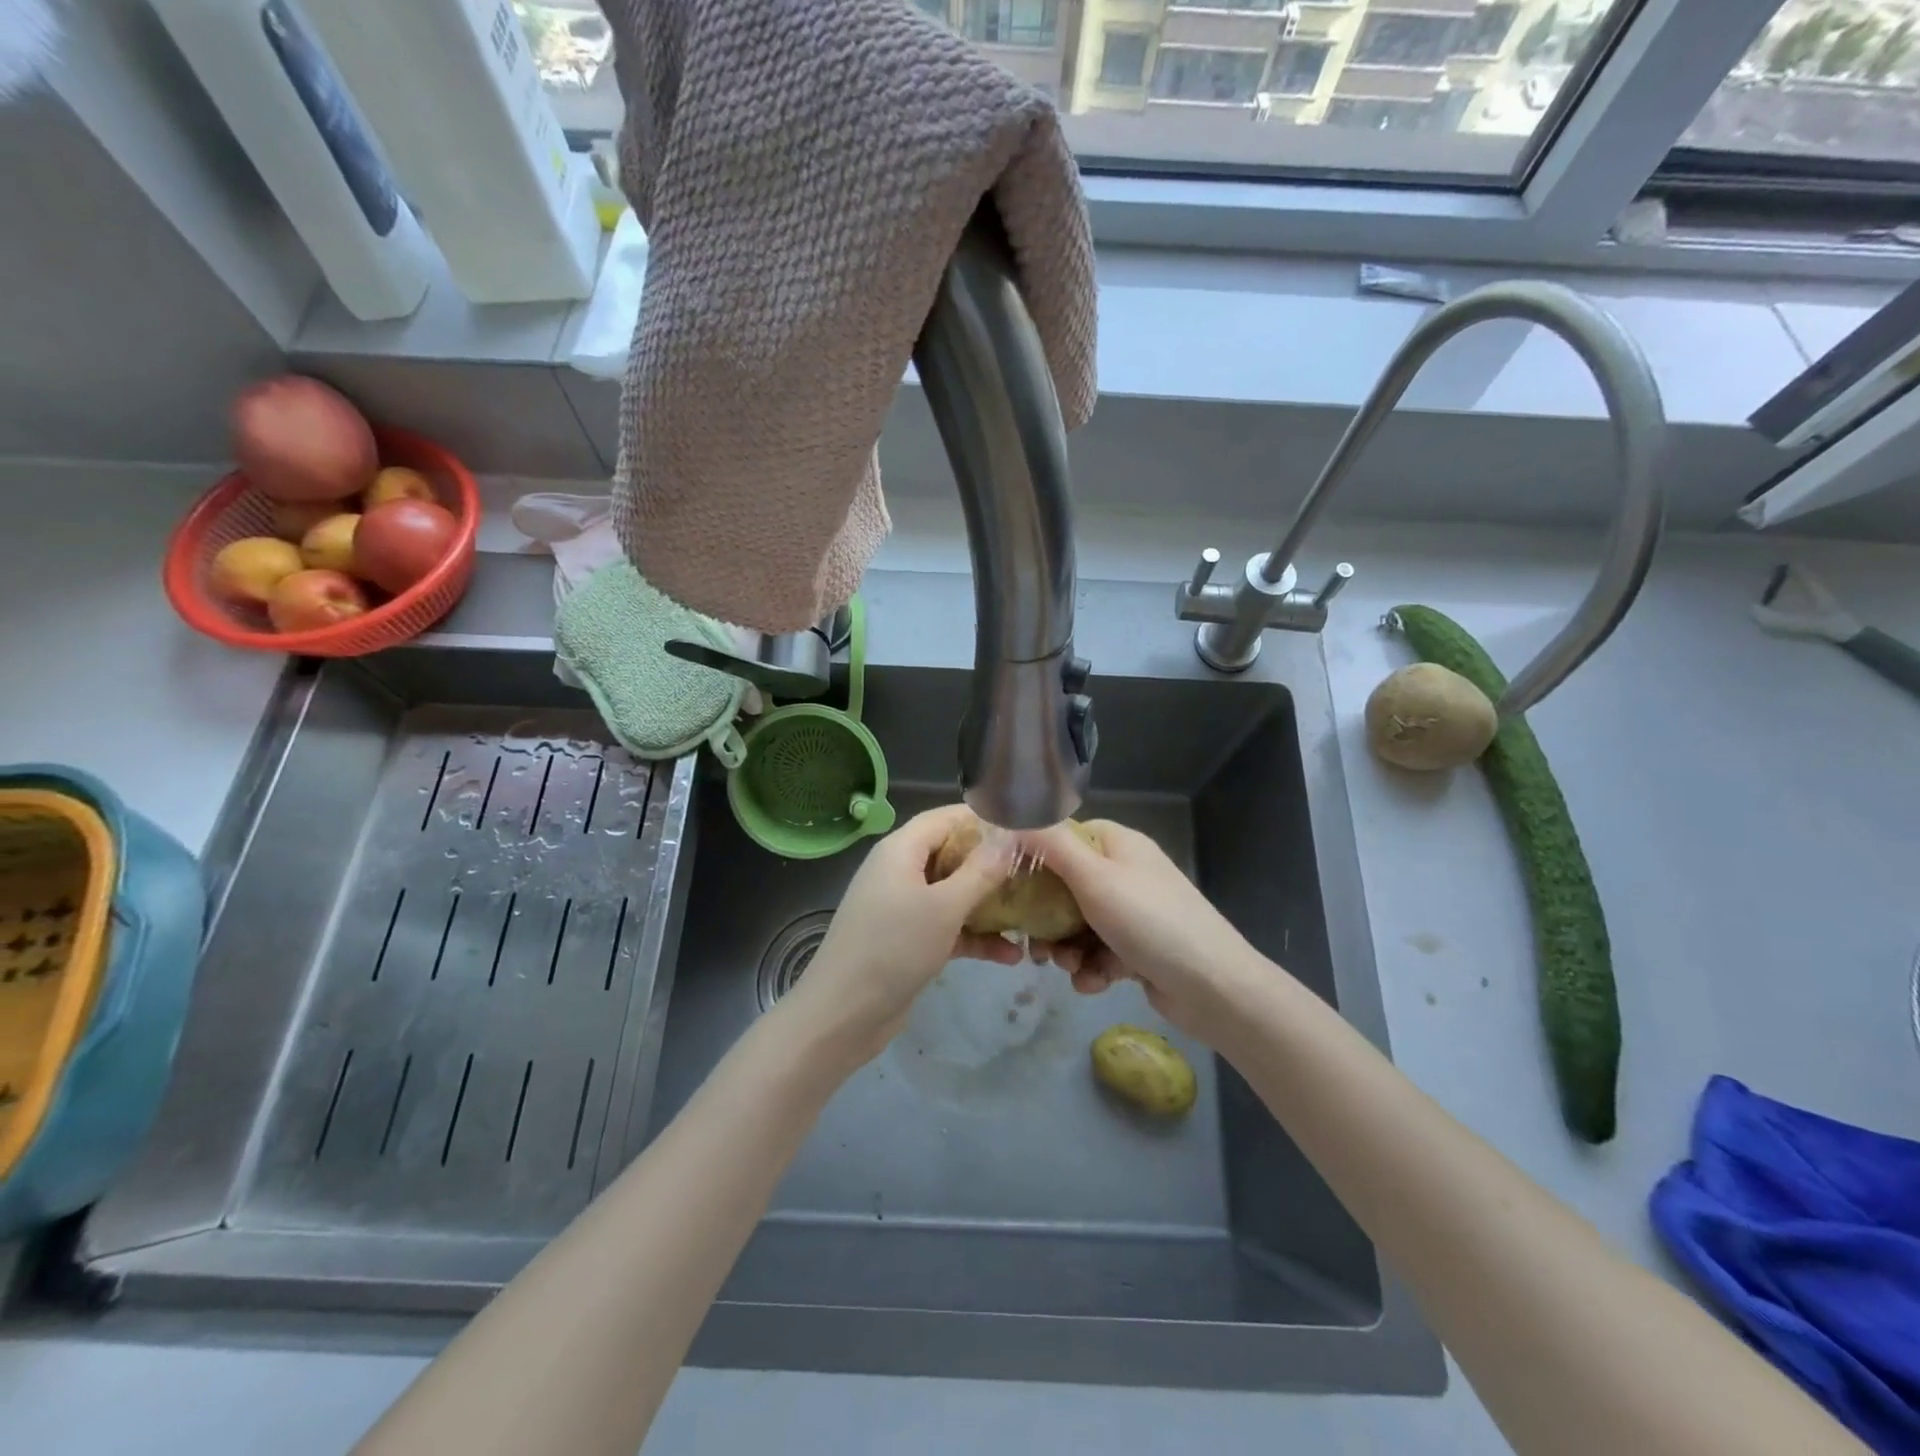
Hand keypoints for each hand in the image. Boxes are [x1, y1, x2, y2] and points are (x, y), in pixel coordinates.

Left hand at [781, 804, 1020, 1065]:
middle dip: (993, 864)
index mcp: (901, 850)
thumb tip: (1012, 837)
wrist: (843, 1014)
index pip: (946, 818)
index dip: (983, 819)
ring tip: (1032, 914)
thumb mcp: (944, 907)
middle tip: (1036, 871)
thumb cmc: (893, 948)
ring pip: (954, 893)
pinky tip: (1011, 956)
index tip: (1025, 828)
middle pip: (953, 854)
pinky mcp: (908, 940)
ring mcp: (903, 907)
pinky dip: (974, 937)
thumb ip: (981, 871)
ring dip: (990, 905)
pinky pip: (947, 927)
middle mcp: (900, 871)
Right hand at [1022, 819, 1263, 1043]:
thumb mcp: (1094, 877)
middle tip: (1035, 944)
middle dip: (1048, 918)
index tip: (1013, 884)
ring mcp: (1135, 913)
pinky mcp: (1139, 949)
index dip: (1038, 858)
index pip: (1067, 838)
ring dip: (1067, 949)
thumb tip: (1017, 817)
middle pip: (1068, 887)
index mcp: (1119, 845)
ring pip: (1081, 925)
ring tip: (1067, 968)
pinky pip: (1101, 952)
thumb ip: (1052, 846)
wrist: (1212, 986)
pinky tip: (1093, 984)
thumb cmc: (1148, 921)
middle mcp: (1127, 873)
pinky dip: (1092, 969)